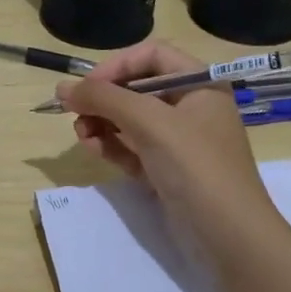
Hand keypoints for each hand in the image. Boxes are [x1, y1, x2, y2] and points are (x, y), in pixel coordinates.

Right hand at [57, 41, 274, 250]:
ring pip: (131, 120)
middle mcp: (191, 107)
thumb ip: (104, 99)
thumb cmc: (195, 166)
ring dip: (102, 123)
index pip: (152, 56)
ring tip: (82, 136)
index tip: (86, 87)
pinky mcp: (168, 170)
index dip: (116, 66)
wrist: (229, 235)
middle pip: (137, 88)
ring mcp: (180, 141)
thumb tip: (61, 88)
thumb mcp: (150, 123)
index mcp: (200, 84)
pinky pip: (133, 148)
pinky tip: (93, 149)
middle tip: (75, 114)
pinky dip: (112, 146)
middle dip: (104, 99)